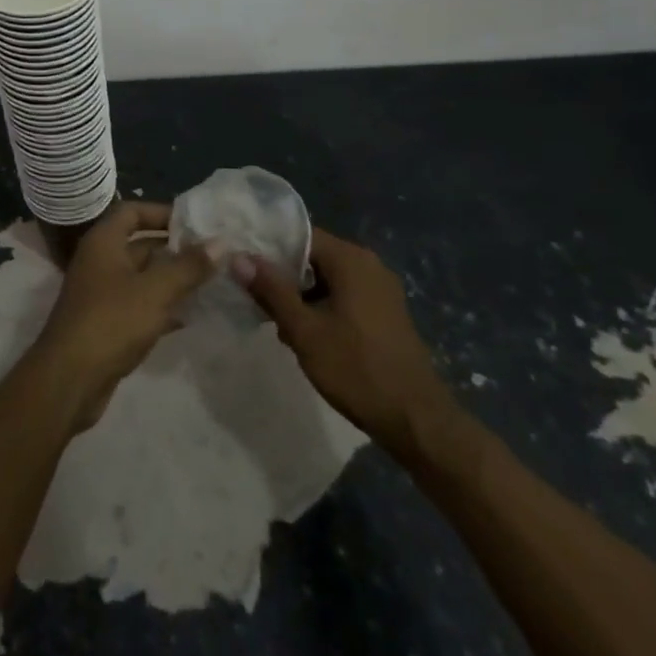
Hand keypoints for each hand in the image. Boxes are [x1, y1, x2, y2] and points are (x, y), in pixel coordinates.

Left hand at [31, 201, 211, 431]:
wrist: (69, 380)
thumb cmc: (111, 322)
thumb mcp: (155, 291)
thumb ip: (188, 266)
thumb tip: (221, 242)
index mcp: (103, 243)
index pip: (132, 211)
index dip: (161, 212)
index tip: (194, 222)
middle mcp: (99, 262)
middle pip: (140, 245)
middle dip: (174, 249)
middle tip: (213, 254)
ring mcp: (101, 294)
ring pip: (142, 278)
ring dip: (172, 279)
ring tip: (210, 283)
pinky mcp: (107, 324)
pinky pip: (139, 305)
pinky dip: (162, 307)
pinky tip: (190, 316)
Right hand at [233, 228, 470, 465]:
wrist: (415, 419)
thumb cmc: (356, 369)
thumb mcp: (304, 330)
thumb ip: (271, 291)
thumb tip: (240, 258)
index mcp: (351, 259)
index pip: (300, 236)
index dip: (269, 249)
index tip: (245, 267)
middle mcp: (369, 264)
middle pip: (313, 257)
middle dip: (285, 279)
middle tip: (258, 303)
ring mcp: (381, 289)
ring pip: (328, 280)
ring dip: (302, 297)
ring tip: (280, 326)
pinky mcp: (385, 312)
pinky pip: (345, 296)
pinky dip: (323, 308)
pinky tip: (309, 337)